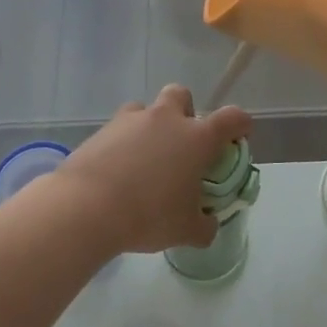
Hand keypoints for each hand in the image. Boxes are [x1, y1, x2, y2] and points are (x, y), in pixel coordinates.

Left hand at [49, 86, 251, 254]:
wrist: (86, 207)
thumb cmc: (148, 216)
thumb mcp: (186, 231)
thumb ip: (204, 225)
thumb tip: (207, 223)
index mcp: (196, 138)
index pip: (232, 118)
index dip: (240, 124)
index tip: (240, 135)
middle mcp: (165, 120)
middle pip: (181, 95)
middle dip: (185, 112)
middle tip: (182, 143)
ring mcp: (130, 120)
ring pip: (146, 109)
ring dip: (151, 126)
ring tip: (145, 158)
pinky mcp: (101, 130)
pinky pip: (119, 129)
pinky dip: (123, 143)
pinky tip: (118, 170)